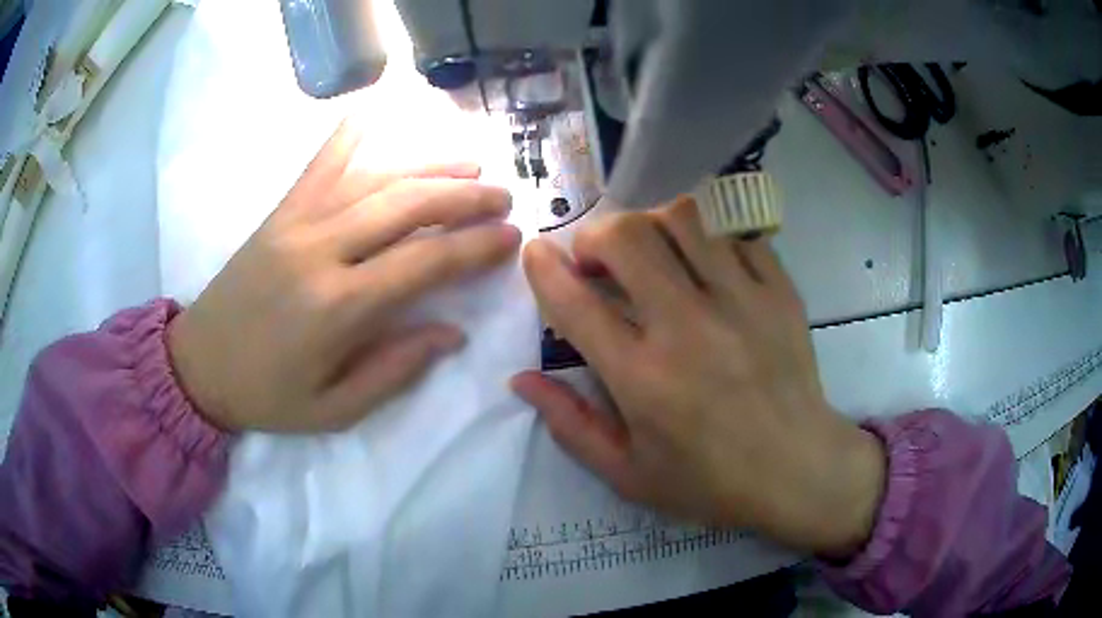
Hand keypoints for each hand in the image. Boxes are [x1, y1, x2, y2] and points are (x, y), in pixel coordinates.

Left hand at [168, 120, 520, 432]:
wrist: (198, 366)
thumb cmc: (266, 395)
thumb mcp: (334, 409)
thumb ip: (395, 371)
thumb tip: (451, 334)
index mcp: (338, 307)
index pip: (423, 262)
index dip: (474, 247)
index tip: (511, 237)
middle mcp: (321, 251)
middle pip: (405, 206)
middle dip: (463, 198)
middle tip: (502, 196)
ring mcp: (296, 223)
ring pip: (373, 179)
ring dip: (426, 166)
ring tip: (468, 165)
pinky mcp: (279, 214)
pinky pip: (318, 165)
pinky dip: (347, 135)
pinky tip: (374, 110)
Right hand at [512, 197, 885, 557]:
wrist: (798, 470)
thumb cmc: (710, 481)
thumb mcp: (627, 473)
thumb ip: (570, 425)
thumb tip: (521, 380)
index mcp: (643, 378)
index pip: (575, 302)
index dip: (543, 268)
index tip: (535, 253)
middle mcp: (688, 327)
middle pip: (628, 237)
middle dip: (596, 235)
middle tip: (599, 261)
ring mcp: (741, 301)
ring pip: (684, 218)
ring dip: (652, 225)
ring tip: (653, 253)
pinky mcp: (779, 291)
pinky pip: (736, 232)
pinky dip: (710, 237)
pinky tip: (707, 264)